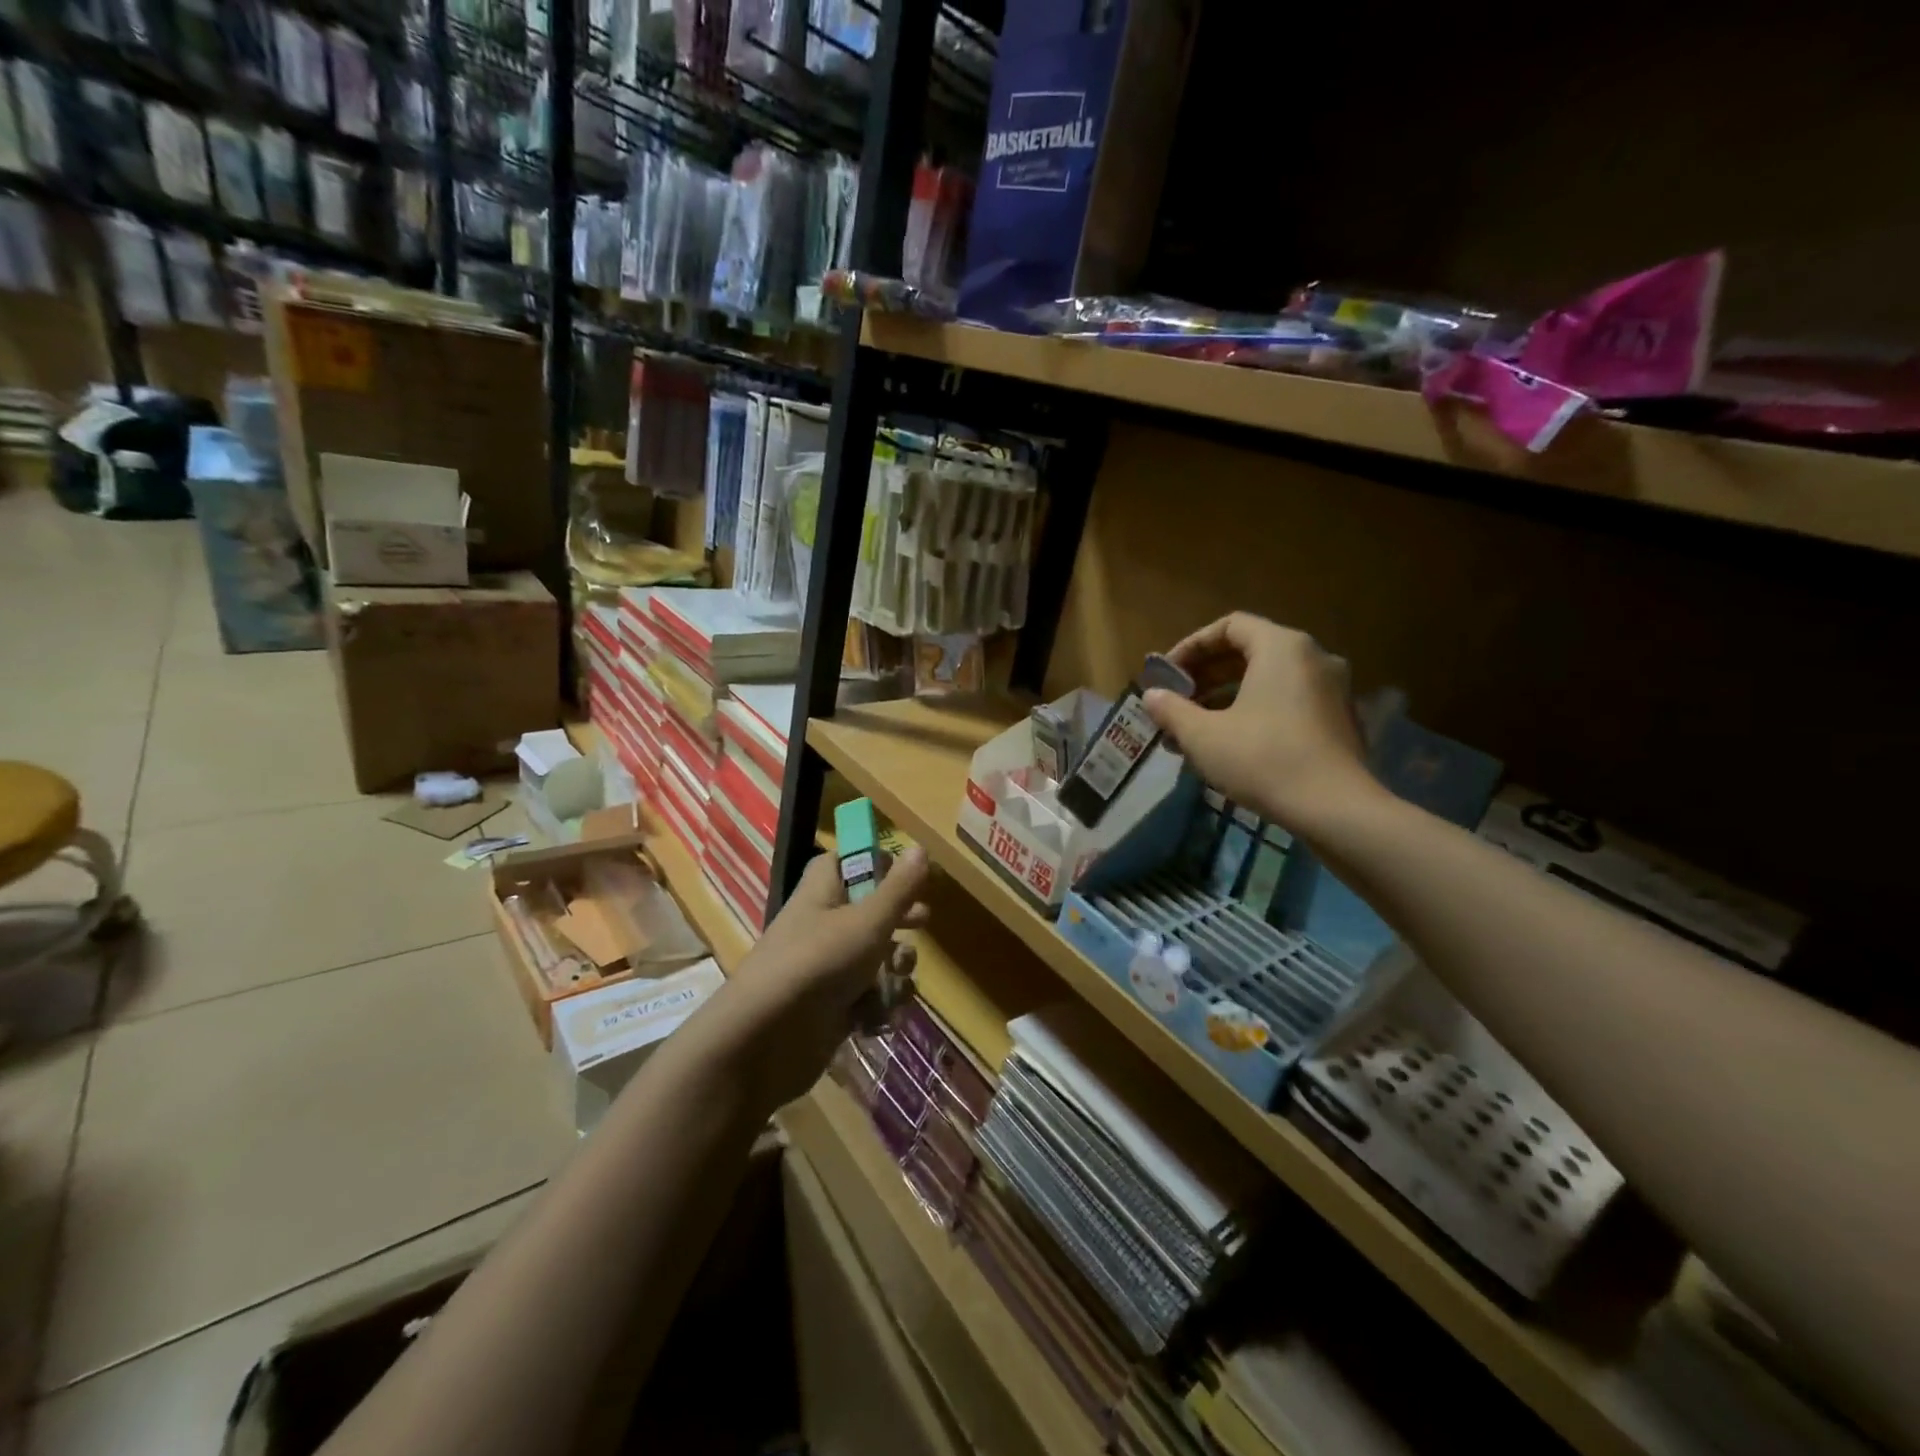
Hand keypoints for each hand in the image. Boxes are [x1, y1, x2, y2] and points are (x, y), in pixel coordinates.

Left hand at [724, 846, 930, 1110]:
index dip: (873, 862)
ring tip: (896, 980)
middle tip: (921, 921)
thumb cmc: (819, 962)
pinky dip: (880, 1005)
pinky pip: (869, 997)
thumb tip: (920, 846)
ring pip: (875, 958)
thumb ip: (899, 888)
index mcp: (822, 893)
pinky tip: (881, 1016)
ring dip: (895, 970)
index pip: (843, 862)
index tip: (903, 872)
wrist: (766, 1040)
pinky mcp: (833, 1009)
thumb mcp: (867, 921)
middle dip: (899, 920)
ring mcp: (828, 969)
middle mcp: (823, 926)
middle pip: (869, 912)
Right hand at [1143, 613, 1381, 834]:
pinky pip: (1288, 701)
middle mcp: (1313, 657)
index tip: (1168, 674)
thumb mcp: (1203, 735)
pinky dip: (1255, 711)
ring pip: (1268, 679)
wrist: (1335, 809)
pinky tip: (1231, 743)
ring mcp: (1332, 689)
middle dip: (1207, 674)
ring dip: (1227, 696)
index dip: (1192, 646)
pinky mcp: (1339, 720)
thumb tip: (1150, 696)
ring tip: (1196, 726)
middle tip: (1177, 699)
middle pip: (1250, 651)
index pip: (1230, 626)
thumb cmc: (1263, 759)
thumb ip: (1172, 710)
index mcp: (1282, 647)